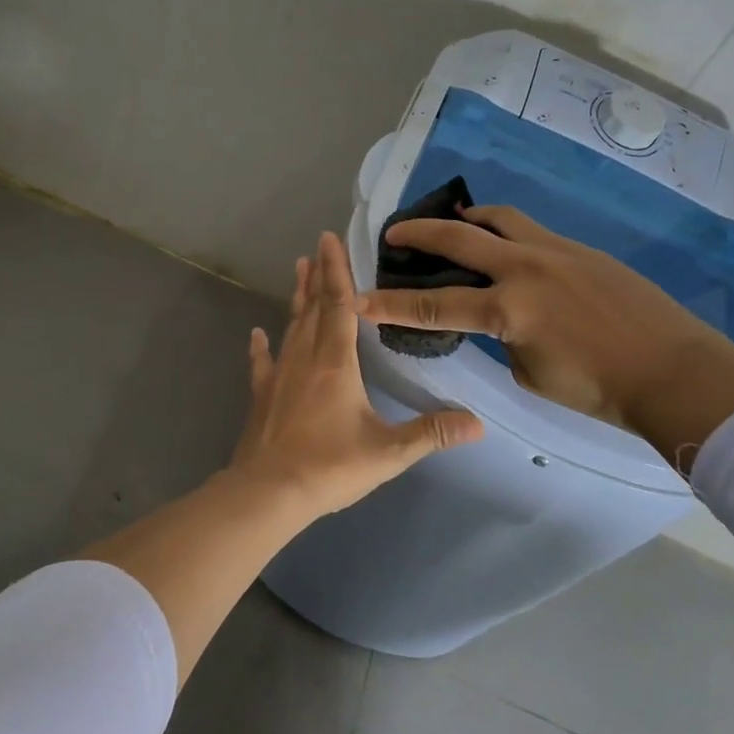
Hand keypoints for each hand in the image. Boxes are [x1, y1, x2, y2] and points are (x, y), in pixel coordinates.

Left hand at [231, 231, 482, 516]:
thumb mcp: (389, 452)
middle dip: (319, 274)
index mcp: (337, 364)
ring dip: (297, 298)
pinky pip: (261, 363)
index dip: (338, 273)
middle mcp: (306, 359)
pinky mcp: (261, 396)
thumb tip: (477, 422)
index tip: (331, 240)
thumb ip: (431, 433)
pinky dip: (261, 347)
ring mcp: (279, 376)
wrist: (269, 493)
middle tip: (318, 244)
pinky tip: (256, 333)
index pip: (340, 306)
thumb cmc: (330, 467)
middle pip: (314, 308)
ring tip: (298, 269)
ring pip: (291, 327)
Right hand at [354, 206, 733, 470]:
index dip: (391, 305)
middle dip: (419, 234)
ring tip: (453, 223)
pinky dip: (506, 231)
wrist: (675, 371)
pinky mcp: (580, 249)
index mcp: (508, 309)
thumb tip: (502, 321)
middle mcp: (524, 268)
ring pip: (499, 218)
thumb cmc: (599, 389)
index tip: (358, 297)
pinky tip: (506, 245)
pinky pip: (531, 231)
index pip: (435, 306)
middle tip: (393, 233)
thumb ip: (506, 339)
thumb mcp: (532, 373)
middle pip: (458, 239)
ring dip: (468, 219)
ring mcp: (555, 251)